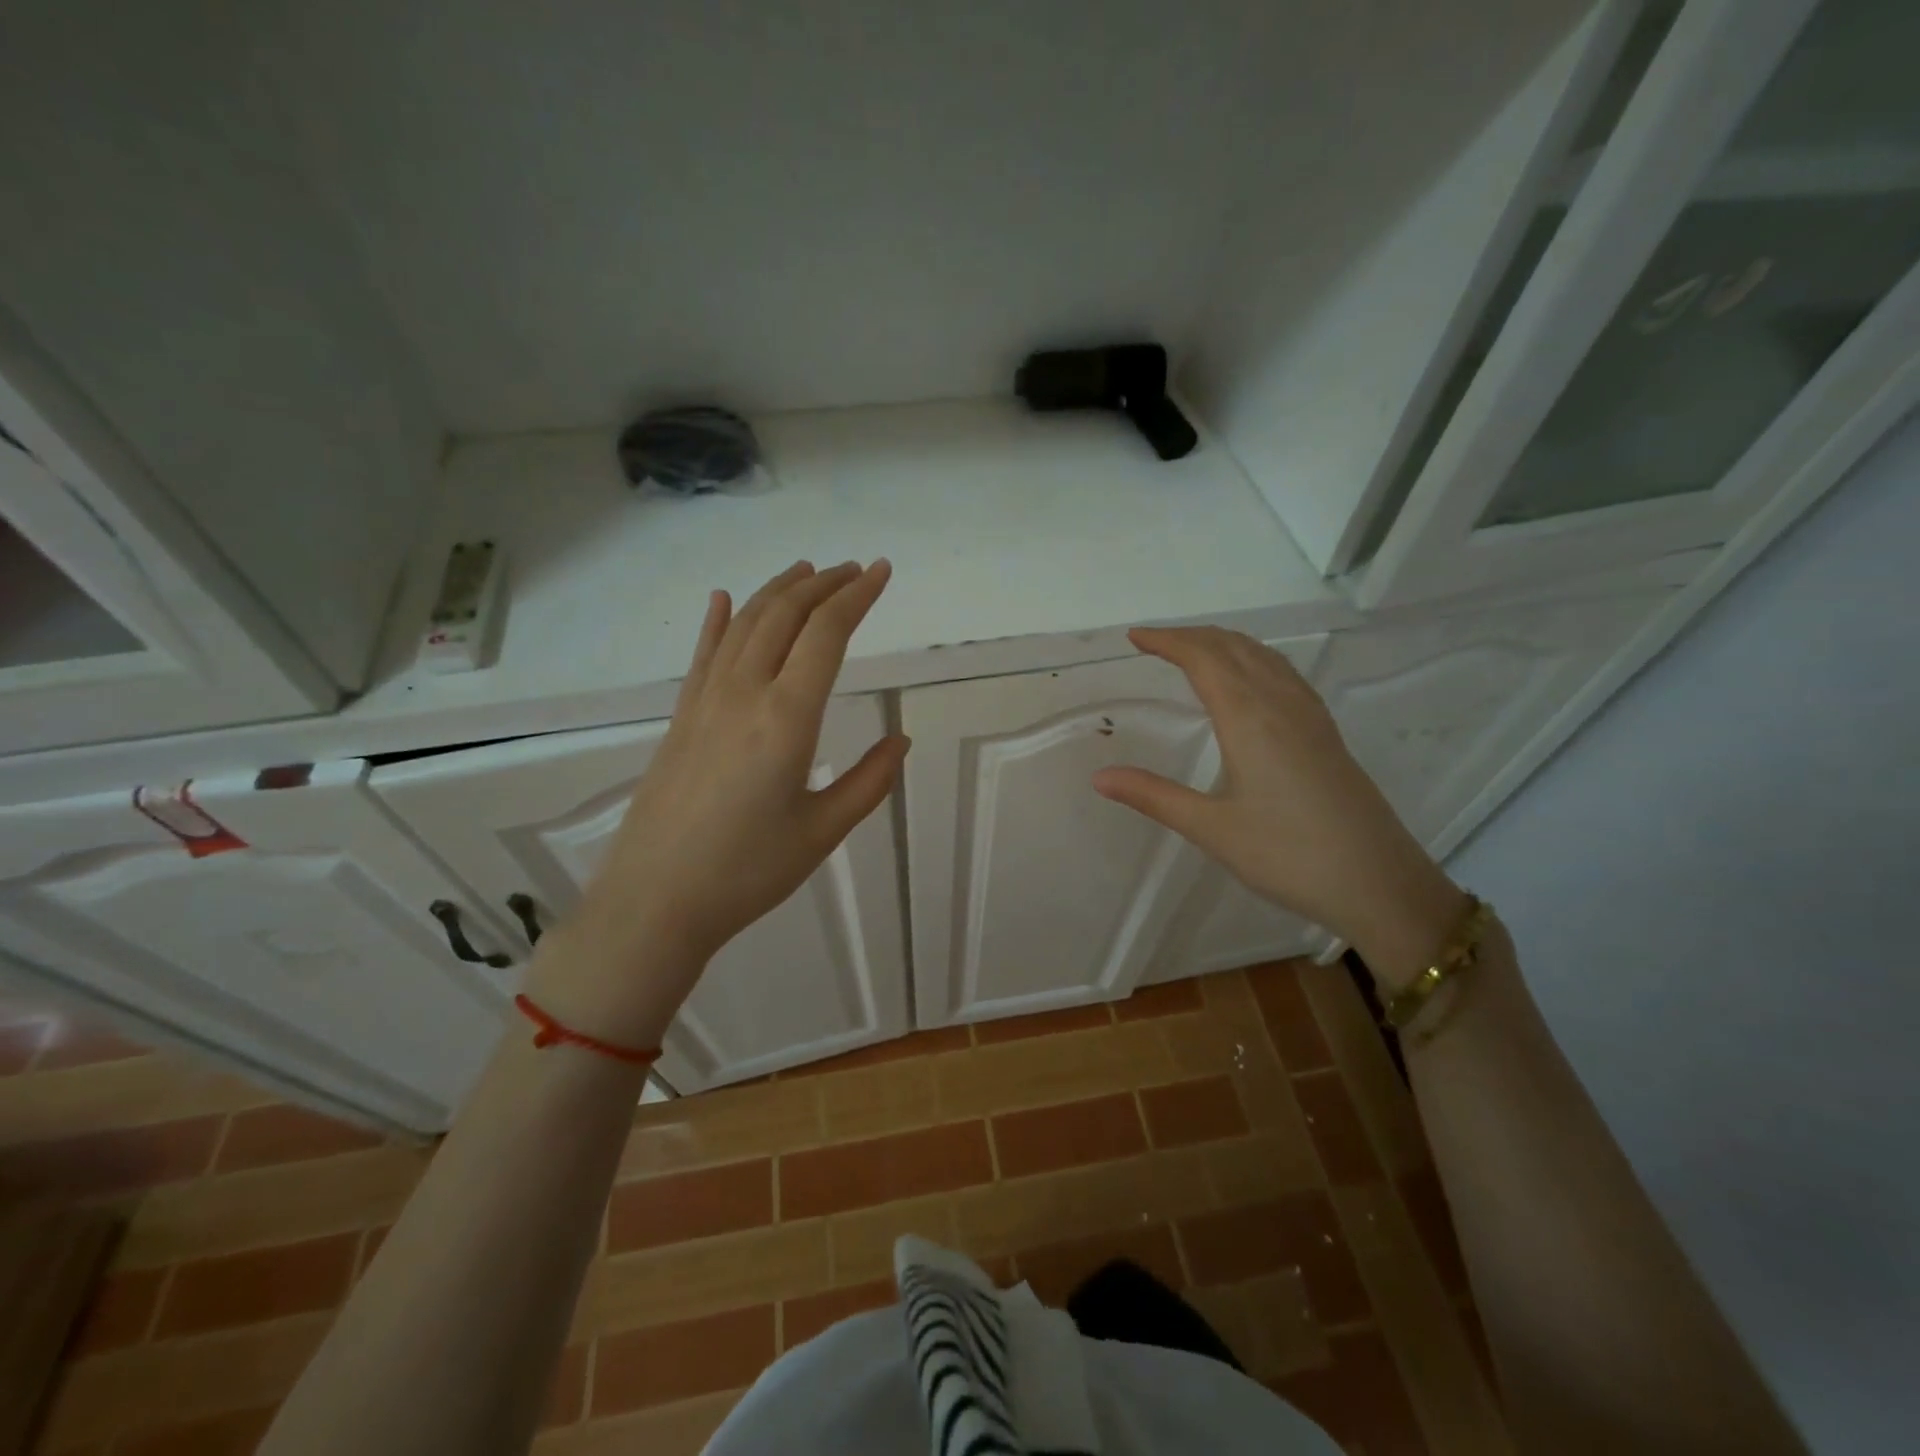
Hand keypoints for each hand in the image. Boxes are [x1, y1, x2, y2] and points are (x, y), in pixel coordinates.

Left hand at [528, 560, 908, 1043]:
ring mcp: (705, 702)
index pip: (826, 635)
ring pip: (744, 625)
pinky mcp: (680, 718)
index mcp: (786, 718)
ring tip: (806, 572)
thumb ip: (868, 782)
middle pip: (785, 616)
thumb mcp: (822, 832)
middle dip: (823, 584)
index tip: (882, 572)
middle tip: (854, 570)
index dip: (857, 597)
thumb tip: (900, 742)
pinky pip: (703, 654)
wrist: (654, 901)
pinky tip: (724, 600)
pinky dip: (718, 620)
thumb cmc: (747, 872)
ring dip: (778, 591)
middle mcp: (743, 694)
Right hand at [1091, 627, 1466, 988]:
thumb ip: (1153, 796)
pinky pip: (1284, 674)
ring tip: (1194, 651)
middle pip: (1234, 648)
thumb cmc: (1289, 855)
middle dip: (1192, 636)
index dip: (1168, 641)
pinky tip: (1249, 682)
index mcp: (1250, 718)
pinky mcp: (1326, 733)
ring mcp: (1310, 716)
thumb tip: (1099, 777)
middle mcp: (1282, 704)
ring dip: (1224, 643)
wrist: (1380, 883)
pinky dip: (1253, 659)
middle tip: (1155, 642)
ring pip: (1263, 657)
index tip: (1134, 637)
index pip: (1203, 659)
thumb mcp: (1211, 829)